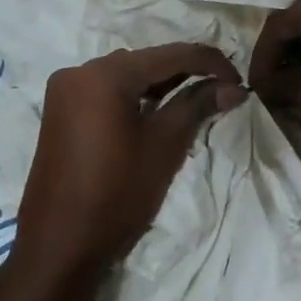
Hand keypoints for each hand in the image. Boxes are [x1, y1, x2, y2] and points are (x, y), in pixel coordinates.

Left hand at [16, 44, 244, 279]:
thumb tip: (234, 88)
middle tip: (222, 90)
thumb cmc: (118, 193)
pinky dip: (136, 97)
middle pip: (145, 61)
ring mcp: (65, 92)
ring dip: (162, 84)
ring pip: (126, 75)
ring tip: (198, 99)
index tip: (239, 80)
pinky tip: (160, 111)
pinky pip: (107, 92)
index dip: (210, 62)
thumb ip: (198, 105)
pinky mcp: (60, 113)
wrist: (60, 245)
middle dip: (186, 71)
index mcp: (104, 74)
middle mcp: (79, 72)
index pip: (170, 55)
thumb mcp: (164, 145)